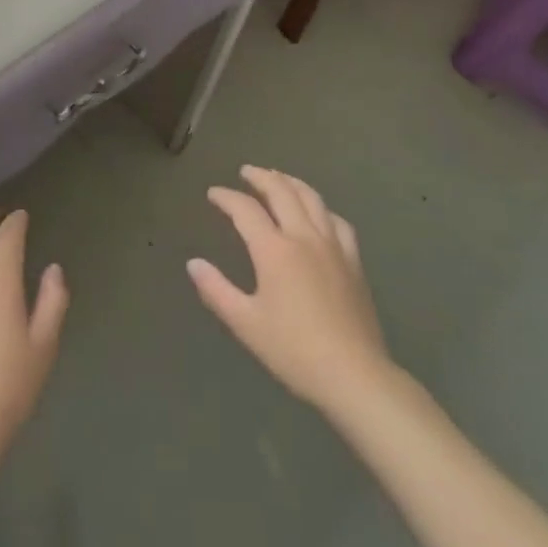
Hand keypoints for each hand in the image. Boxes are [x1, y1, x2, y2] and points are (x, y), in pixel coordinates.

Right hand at [188, 166, 392, 412]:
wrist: (354, 375)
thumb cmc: (294, 351)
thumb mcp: (246, 324)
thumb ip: (216, 290)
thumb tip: (193, 263)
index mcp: (274, 250)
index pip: (245, 210)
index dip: (226, 197)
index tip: (213, 193)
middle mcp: (303, 236)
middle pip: (281, 191)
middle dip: (260, 177)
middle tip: (246, 171)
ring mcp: (333, 245)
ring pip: (311, 198)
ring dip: (291, 182)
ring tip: (278, 177)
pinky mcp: (353, 260)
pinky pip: (337, 221)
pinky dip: (321, 208)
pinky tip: (318, 213)